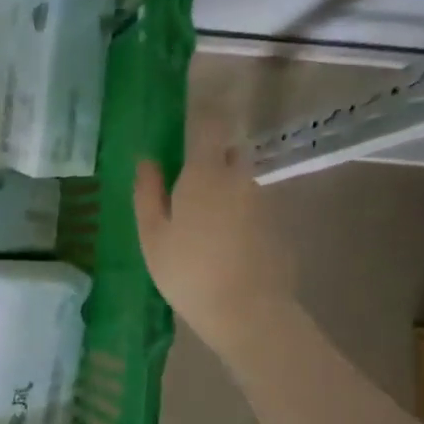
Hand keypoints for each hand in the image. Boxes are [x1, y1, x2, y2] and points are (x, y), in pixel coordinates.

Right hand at [134, 117, 295, 360]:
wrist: (248, 312)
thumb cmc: (189, 272)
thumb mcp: (153, 235)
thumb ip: (148, 192)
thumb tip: (147, 159)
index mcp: (205, 173)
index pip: (207, 124)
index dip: (200, 112)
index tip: (188, 111)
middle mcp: (239, 177)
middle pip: (229, 149)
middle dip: (211, 154)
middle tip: (187, 180)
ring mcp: (263, 200)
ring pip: (241, 179)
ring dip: (224, 187)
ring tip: (202, 221)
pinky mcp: (277, 224)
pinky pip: (252, 205)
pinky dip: (238, 212)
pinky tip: (224, 243)